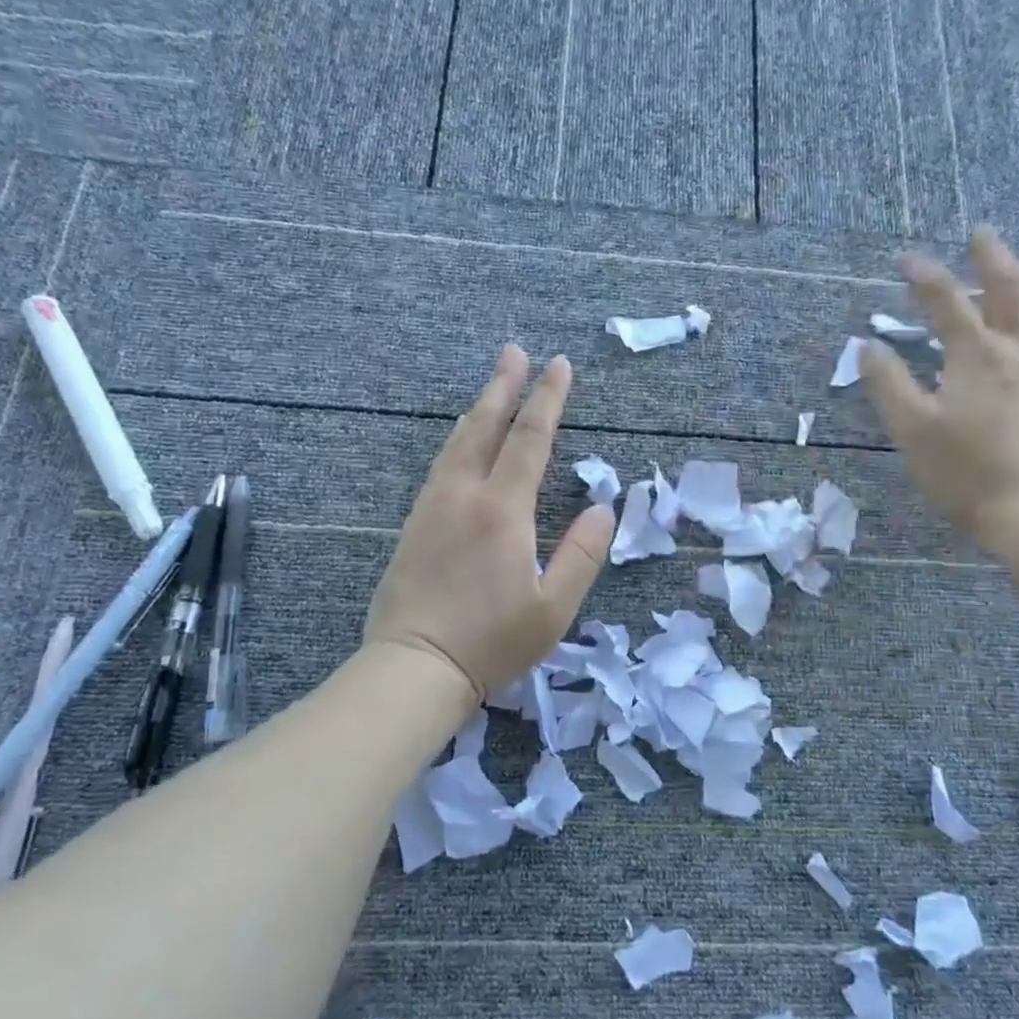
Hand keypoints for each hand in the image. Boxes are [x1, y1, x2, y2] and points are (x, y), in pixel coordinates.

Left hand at [364, 346, 614, 704]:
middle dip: (504, 386)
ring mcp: (432, 507)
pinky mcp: (414, 525)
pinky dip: (458, 441)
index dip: (547, 400)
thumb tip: (605, 508)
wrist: (414, 667)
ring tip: (491, 387)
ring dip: (478, 408)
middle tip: (514, 351)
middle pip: (485, 427)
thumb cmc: (492, 642)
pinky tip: (461, 442)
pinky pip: (440, 466)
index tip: (559, 365)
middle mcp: (463, 495)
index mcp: (502, 510)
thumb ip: (581, 554)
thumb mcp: (554, 608)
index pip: (530, 440)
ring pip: (457, 443)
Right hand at [859, 230, 1018, 552]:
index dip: (924, 276)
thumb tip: (868, 346)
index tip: (905, 258)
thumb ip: (888, 384)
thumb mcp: (911, 429)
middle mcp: (1016, 352)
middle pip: (1009, 290)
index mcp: (976, 356)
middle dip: (992, 258)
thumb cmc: (963, 472)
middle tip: (980, 234)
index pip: (947, 301)